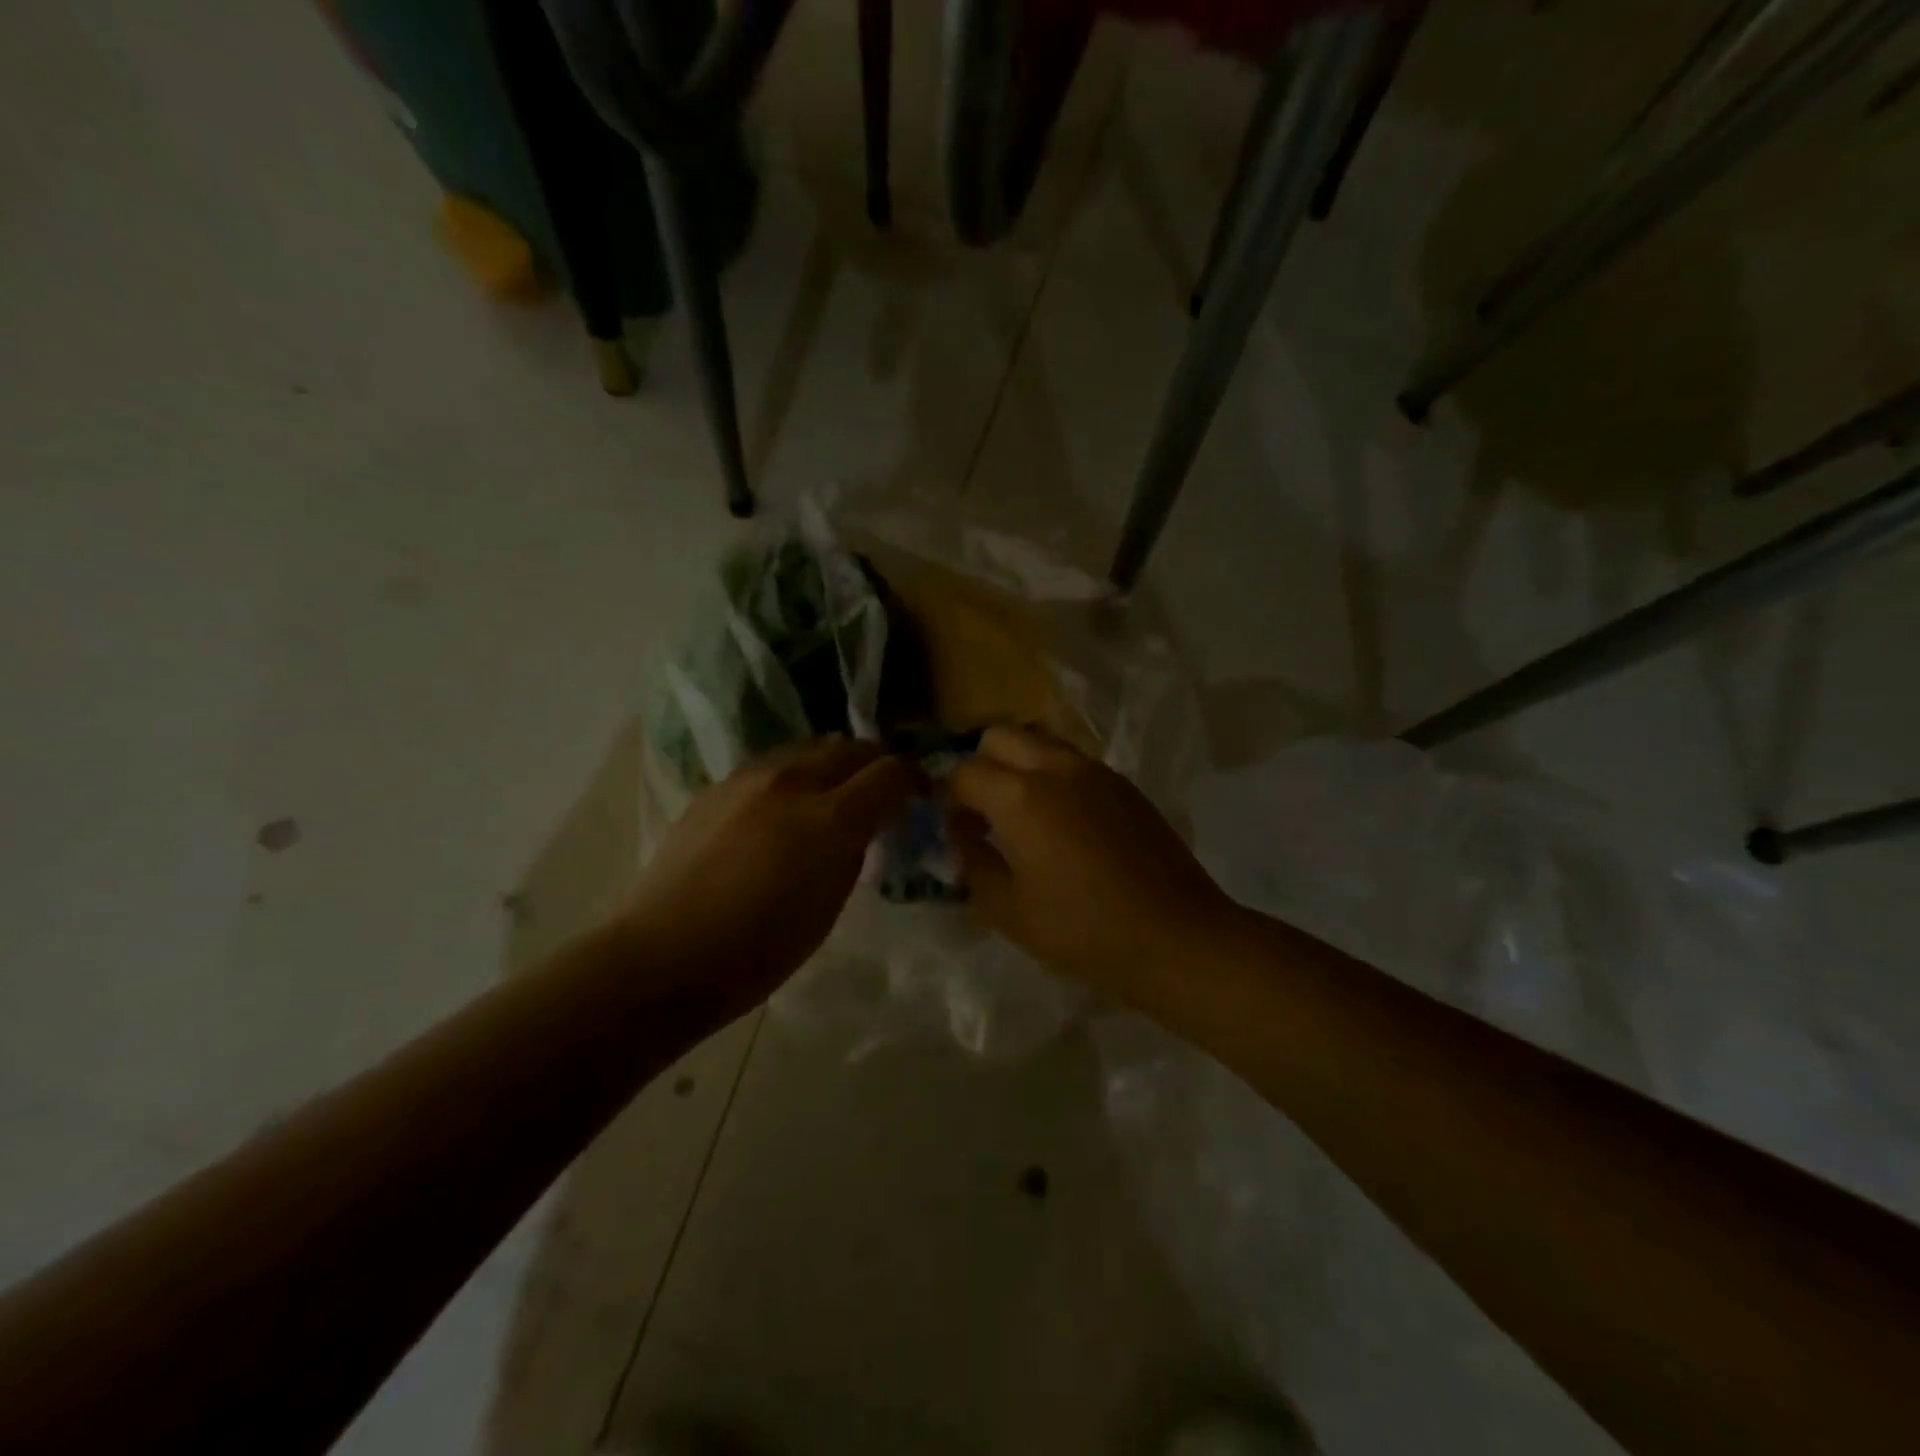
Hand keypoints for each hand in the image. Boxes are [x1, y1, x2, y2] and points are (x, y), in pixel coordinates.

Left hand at [618, 737, 917, 1013]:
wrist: (664, 955)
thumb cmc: (759, 950)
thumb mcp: (829, 906)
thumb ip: (851, 852)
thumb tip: (859, 827)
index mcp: (830, 817)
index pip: (889, 772)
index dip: (913, 779)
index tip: (918, 796)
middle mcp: (792, 781)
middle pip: (849, 747)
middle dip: (874, 764)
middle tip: (879, 793)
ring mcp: (748, 779)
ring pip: (807, 749)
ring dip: (831, 766)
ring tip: (830, 798)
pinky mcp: (716, 787)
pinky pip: (769, 767)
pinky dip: (791, 778)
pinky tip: (780, 812)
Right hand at [944, 726, 1236, 995]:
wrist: (1176, 937)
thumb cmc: (1083, 931)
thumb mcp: (1008, 910)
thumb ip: (973, 862)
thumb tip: (962, 832)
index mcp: (1021, 796)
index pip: (964, 771)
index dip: (948, 798)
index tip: (954, 829)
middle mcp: (1056, 767)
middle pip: (999, 737)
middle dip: (980, 765)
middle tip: (983, 812)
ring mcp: (1096, 771)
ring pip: (1039, 742)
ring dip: (1018, 767)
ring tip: (1022, 817)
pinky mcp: (1124, 784)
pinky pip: (1072, 762)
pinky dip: (1052, 777)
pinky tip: (1063, 825)